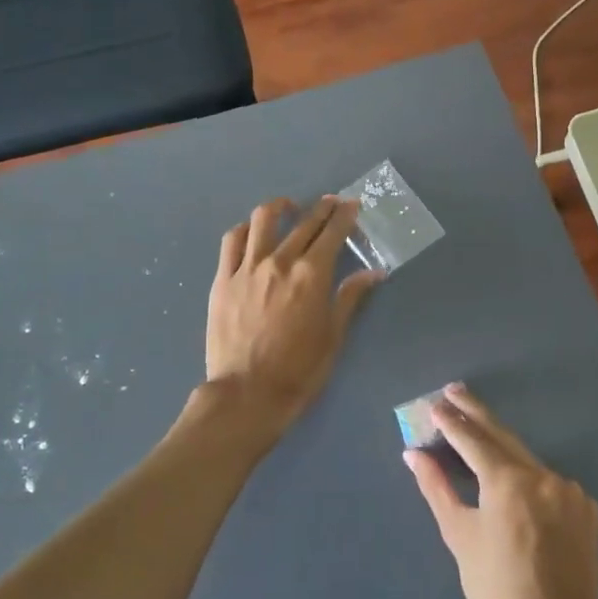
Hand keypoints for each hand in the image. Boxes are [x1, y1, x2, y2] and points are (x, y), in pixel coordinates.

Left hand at [202, 196, 379, 449]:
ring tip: (289, 207)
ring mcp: (247, 268)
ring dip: (280, 207)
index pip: (332, 233)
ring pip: (262, 220)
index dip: (344, 215)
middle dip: (321, 208)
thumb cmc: (298, 371)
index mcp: (312, 275)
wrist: (246, 394)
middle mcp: (281, 261)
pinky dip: (246, 229)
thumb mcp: (333, 336)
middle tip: (331, 203)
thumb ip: (351, 298)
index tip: (351, 205)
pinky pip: (232, 241)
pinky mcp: (223, 279)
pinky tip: (253, 231)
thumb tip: (374, 273)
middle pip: (304, 222)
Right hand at [404, 384, 597, 598]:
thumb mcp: (460, 538)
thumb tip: (414, 453)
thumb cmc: (498, 592)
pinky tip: (516, 487)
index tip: (435, 403)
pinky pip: (550, 482)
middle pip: (503, 436)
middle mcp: (543, 476)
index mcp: (508, 482)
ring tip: (479, 437)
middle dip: (476, 413)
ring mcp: (570, 490)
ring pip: (528, 459)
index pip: (474, 439)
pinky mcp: (587, 507)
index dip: (452, 421)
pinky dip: (530, 479)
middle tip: (454, 391)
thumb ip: (437, 488)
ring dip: (503, 448)